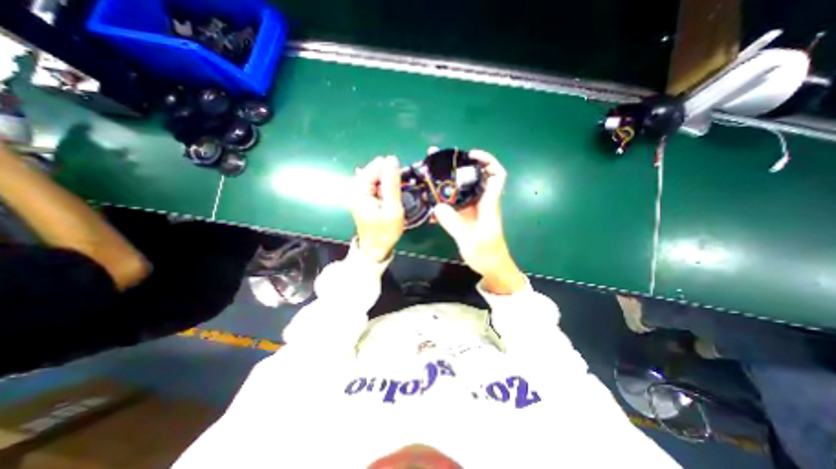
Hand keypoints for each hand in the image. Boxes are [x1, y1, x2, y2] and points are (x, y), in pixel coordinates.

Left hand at [350, 156, 407, 261]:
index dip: (391, 172)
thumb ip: (392, 184)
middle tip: (397, 195)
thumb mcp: (392, 209)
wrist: (375, 249)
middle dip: (390, 178)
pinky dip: (385, 189)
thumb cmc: (384, 232)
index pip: (377, 166)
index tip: (401, 185)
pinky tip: (389, 199)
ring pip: (377, 177)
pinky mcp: (363, 196)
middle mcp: (356, 188)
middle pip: (376, 170)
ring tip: (394, 199)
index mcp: (360, 190)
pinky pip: (376, 185)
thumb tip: (392, 159)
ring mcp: (359, 192)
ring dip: (388, 184)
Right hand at [431, 149, 520, 292]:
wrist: (492, 268)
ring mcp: (473, 210)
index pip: (496, 175)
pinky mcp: (467, 217)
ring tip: (430, 178)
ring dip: (448, 183)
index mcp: (489, 204)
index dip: (487, 160)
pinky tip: (431, 203)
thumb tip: (437, 207)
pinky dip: (444, 201)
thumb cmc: (487, 254)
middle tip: (439, 161)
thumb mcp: (469, 239)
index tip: (470, 155)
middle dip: (459, 166)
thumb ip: (454, 223)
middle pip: (474, 177)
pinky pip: (455, 204)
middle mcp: (482, 203)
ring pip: (462, 190)